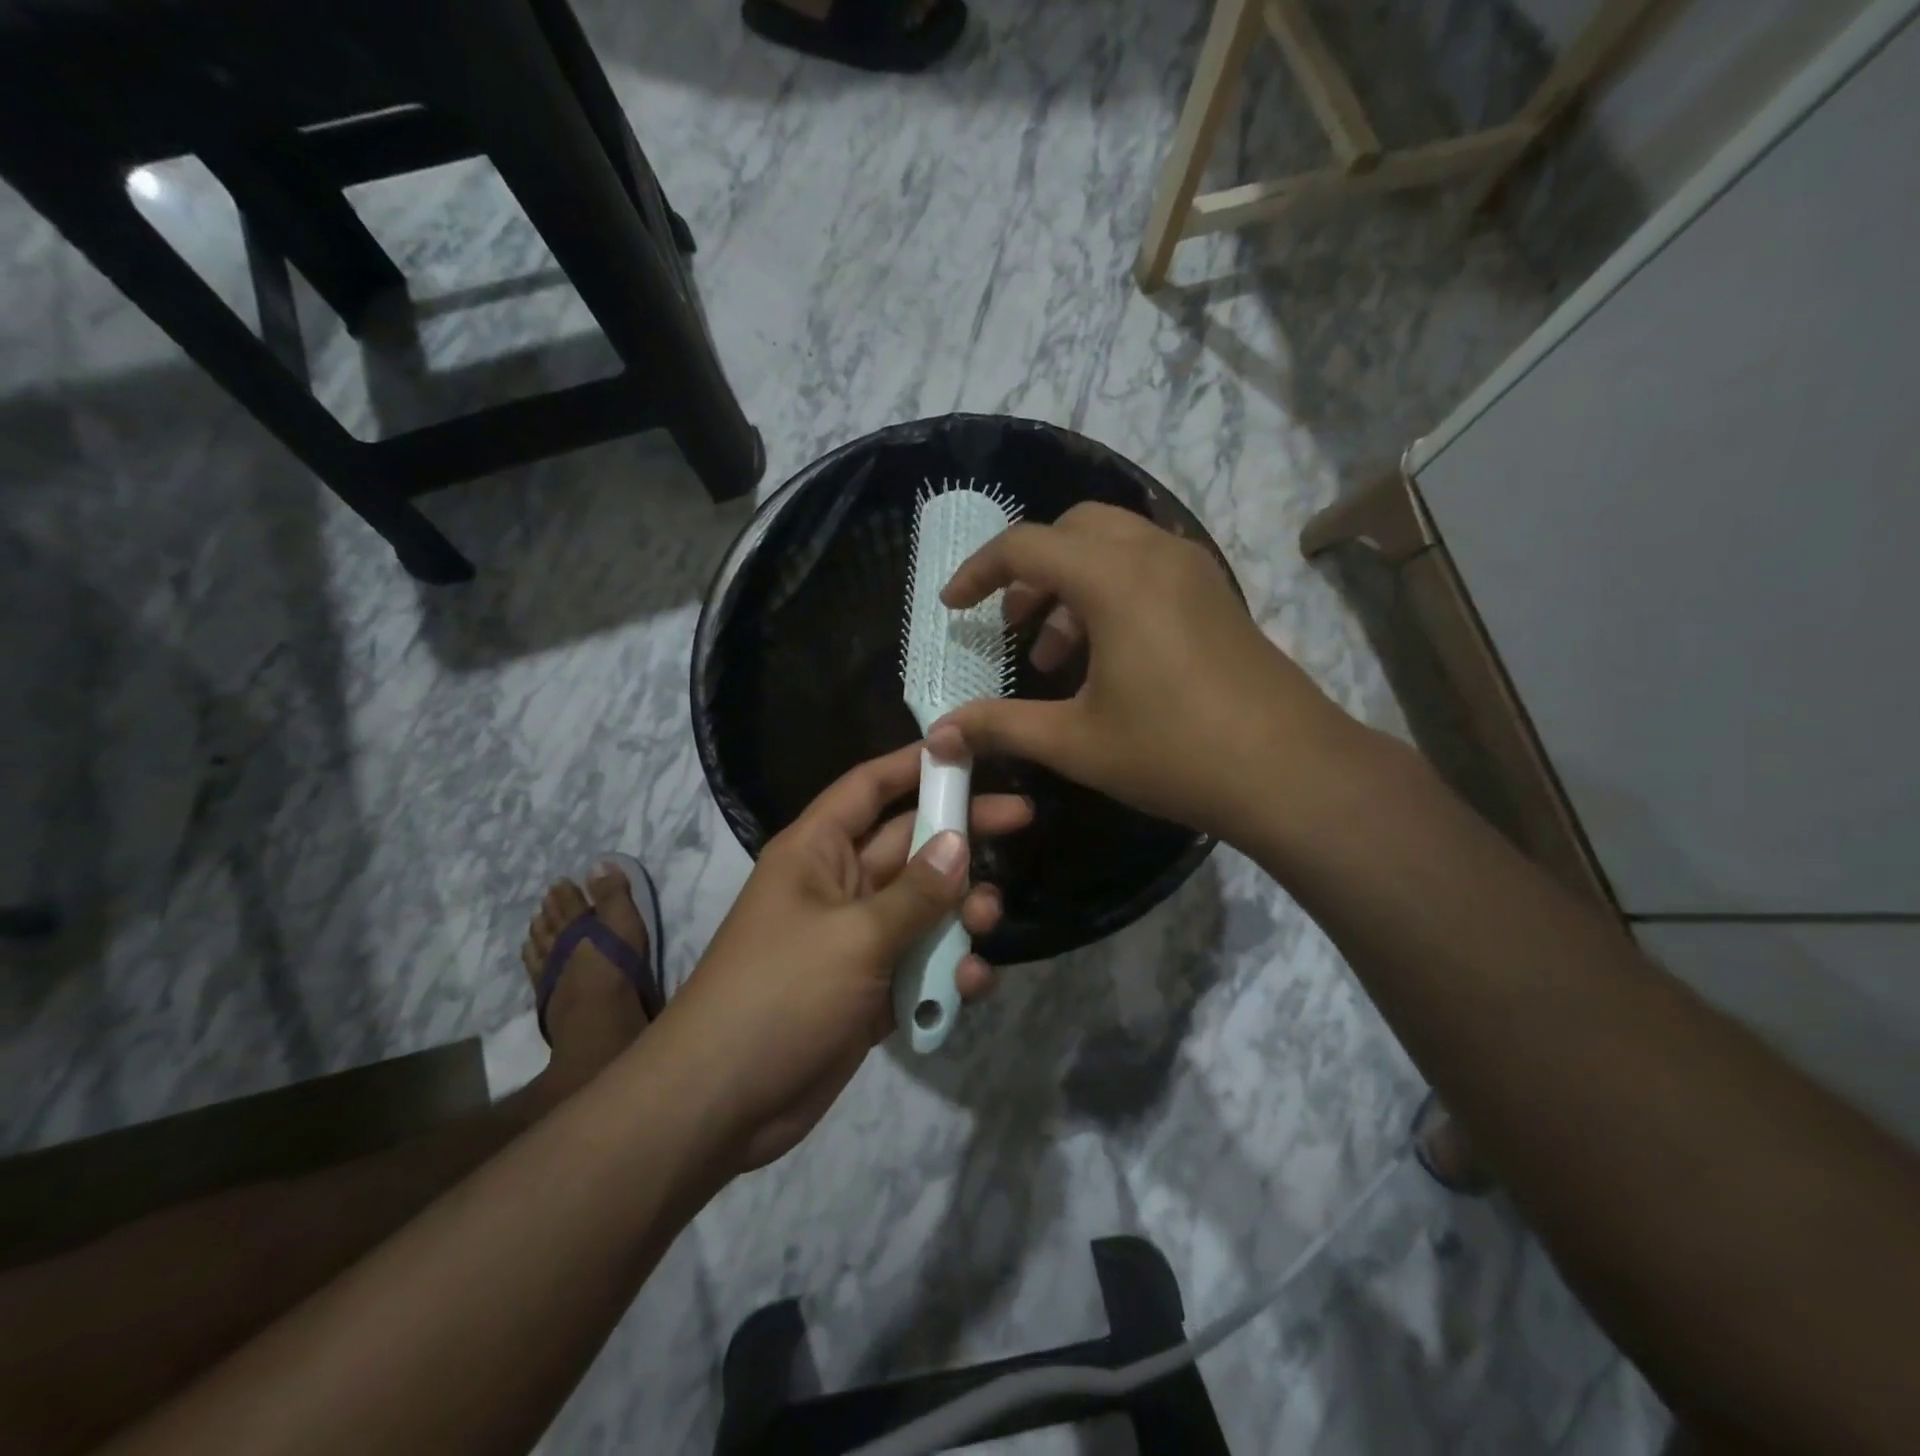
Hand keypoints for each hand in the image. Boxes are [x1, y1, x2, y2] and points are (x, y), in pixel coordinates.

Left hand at [661, 741, 1030, 1170]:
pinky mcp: (871, 988)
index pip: (868, 787)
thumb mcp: (855, 936)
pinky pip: (919, 963)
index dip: (914, 764)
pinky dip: (947, 970)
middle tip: (1021, 817)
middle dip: (960, 835)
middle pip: (909, 843)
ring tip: (987, 920)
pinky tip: (969, 985)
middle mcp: (839, 885)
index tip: (968, 751)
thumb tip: (959, 844)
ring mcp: (856, 939)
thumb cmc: (780, 994)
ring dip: (960, 911)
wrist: (722, 1103)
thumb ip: (915, 893)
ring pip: (923, 906)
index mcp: (817, 852)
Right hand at [934, 503, 1363, 847]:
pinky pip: (1147, 566)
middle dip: (1030, 569)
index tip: (954, 607)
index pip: (1025, 545)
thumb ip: (1001, 726)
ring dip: (1071, 583)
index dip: (978, 572)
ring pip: (1113, 545)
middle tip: (1013, 624)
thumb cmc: (1173, 752)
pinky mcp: (1215, 595)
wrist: (1289, 772)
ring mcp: (1194, 571)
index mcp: (1114, 578)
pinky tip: (1107, 656)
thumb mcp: (1074, 742)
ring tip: (1055, 654)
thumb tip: (939, 735)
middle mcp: (1155, 555)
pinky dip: (1110, 591)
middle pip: (1072, 528)